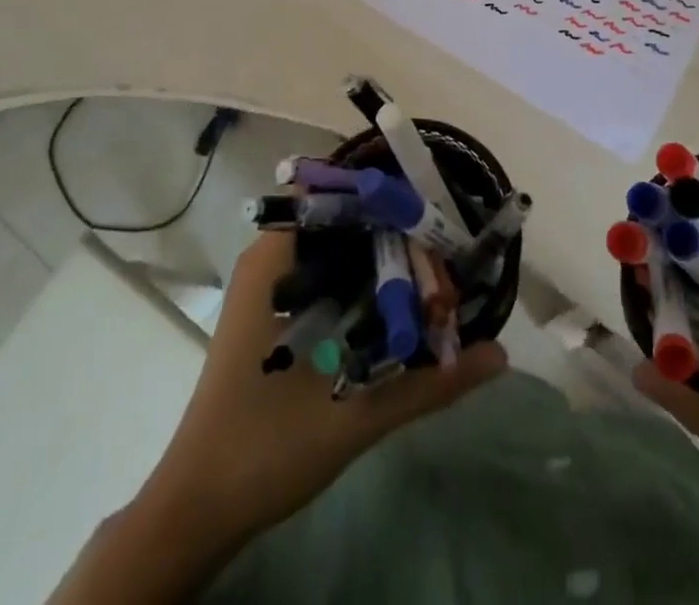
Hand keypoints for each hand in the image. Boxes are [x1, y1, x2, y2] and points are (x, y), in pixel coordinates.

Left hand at [51, 231, 505, 604]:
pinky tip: (401, 298)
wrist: (197, 511)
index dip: (384, 187)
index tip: (433, 193)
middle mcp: (271, 261)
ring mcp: (271, 289)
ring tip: (436, 257)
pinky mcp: (277, 315)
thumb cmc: (264, 447)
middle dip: (393, 222)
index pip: (333, 192)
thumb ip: (429, 384)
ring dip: (381, 252)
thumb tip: (500, 353)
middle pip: (341, 218)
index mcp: (275, 261)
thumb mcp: (355, 415)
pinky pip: (328, 276)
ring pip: (336, 249)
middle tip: (449, 230)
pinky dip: (363, 279)